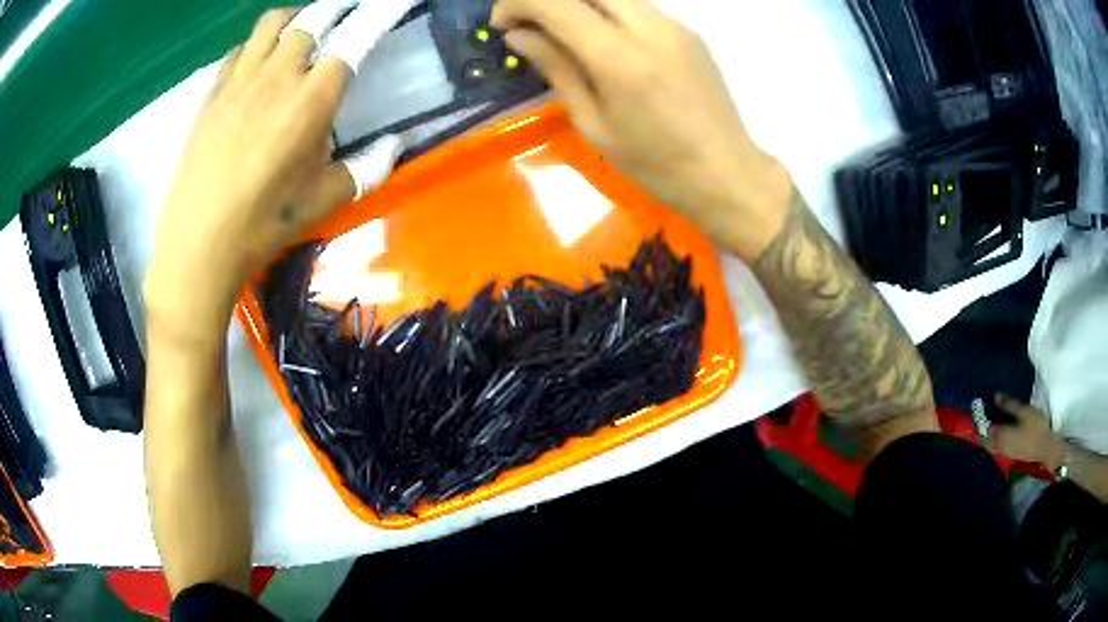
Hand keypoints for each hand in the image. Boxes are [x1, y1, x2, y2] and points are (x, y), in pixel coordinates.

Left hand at [146, 1, 408, 342]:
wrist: (198, 244)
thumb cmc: (264, 224)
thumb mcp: (326, 199)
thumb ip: (366, 166)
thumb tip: (393, 146)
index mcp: (314, 99)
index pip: (357, 35)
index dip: (381, 10)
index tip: (396, 0)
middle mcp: (280, 75)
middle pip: (315, 18)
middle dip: (338, 11)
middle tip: (347, 19)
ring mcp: (241, 79)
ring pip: (274, 22)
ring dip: (296, 19)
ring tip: (303, 35)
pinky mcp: (213, 92)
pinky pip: (241, 48)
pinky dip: (258, 45)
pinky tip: (260, 64)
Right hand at [492, 0, 791, 258]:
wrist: (727, 173)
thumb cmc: (656, 164)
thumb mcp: (594, 124)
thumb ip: (557, 69)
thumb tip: (520, 35)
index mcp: (621, 58)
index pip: (557, 2)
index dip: (518, 3)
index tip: (501, 24)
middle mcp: (650, 27)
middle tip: (526, 22)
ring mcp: (675, 25)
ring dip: (576, 3)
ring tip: (558, 30)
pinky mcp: (688, 30)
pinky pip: (636, 5)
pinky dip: (605, 10)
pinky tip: (599, 39)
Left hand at [984, 394, 1065, 468]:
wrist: (1046, 448)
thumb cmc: (1036, 427)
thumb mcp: (1024, 411)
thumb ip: (1009, 405)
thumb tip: (995, 396)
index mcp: (1001, 436)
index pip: (984, 430)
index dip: (978, 421)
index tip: (973, 409)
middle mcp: (1000, 447)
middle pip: (985, 440)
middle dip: (979, 430)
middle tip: (976, 416)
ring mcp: (1006, 452)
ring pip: (991, 445)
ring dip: (986, 435)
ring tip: (984, 422)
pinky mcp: (1011, 454)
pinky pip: (997, 447)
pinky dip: (994, 439)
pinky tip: (997, 431)